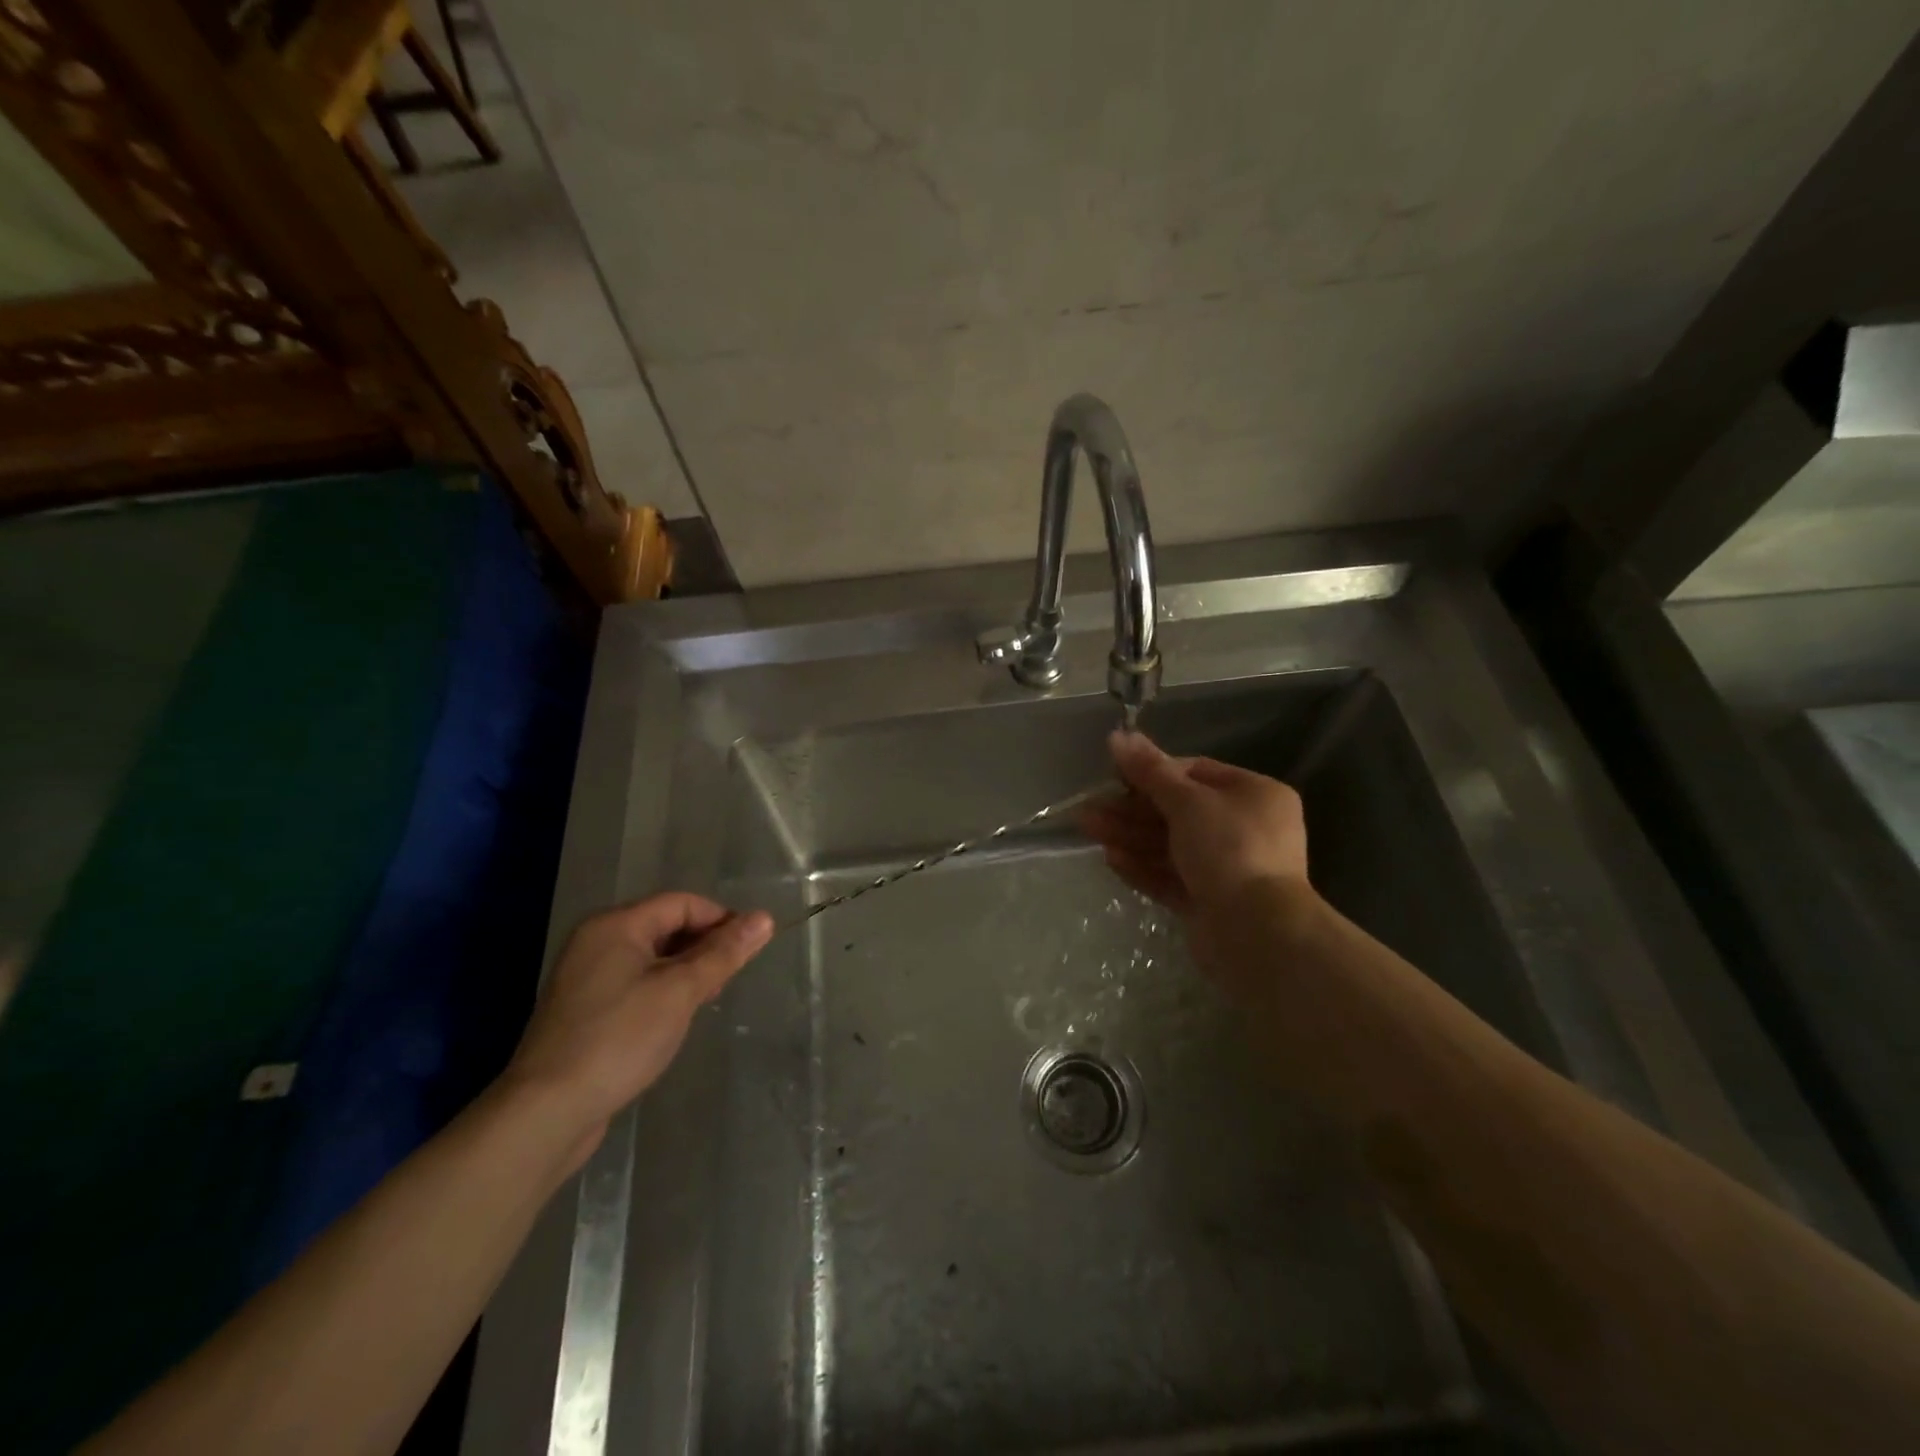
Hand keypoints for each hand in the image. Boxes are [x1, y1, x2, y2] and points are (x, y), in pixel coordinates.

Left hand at [502, 893, 772, 1161]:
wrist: (546, 1111)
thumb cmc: (619, 1039)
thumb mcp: (681, 991)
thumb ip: (723, 952)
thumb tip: (764, 918)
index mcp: (616, 925)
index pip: (682, 903)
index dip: (721, 920)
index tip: (749, 950)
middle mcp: (597, 941)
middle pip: (666, 926)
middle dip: (704, 947)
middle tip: (728, 980)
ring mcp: (585, 976)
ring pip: (652, 957)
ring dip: (685, 971)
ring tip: (706, 1000)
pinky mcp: (584, 1008)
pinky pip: (634, 982)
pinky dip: (661, 990)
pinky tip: (674, 1018)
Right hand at [1080, 730, 1308, 916]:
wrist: (1257, 933)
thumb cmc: (1229, 849)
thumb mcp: (1187, 801)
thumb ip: (1150, 771)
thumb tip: (1118, 735)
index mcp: (1254, 795)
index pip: (1196, 772)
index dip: (1153, 772)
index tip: (1115, 776)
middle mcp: (1245, 828)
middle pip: (1177, 811)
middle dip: (1131, 809)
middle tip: (1090, 808)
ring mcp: (1227, 868)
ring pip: (1169, 845)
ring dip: (1129, 836)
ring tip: (1088, 830)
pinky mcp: (1209, 901)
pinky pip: (1171, 876)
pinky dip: (1142, 867)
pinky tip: (1111, 860)